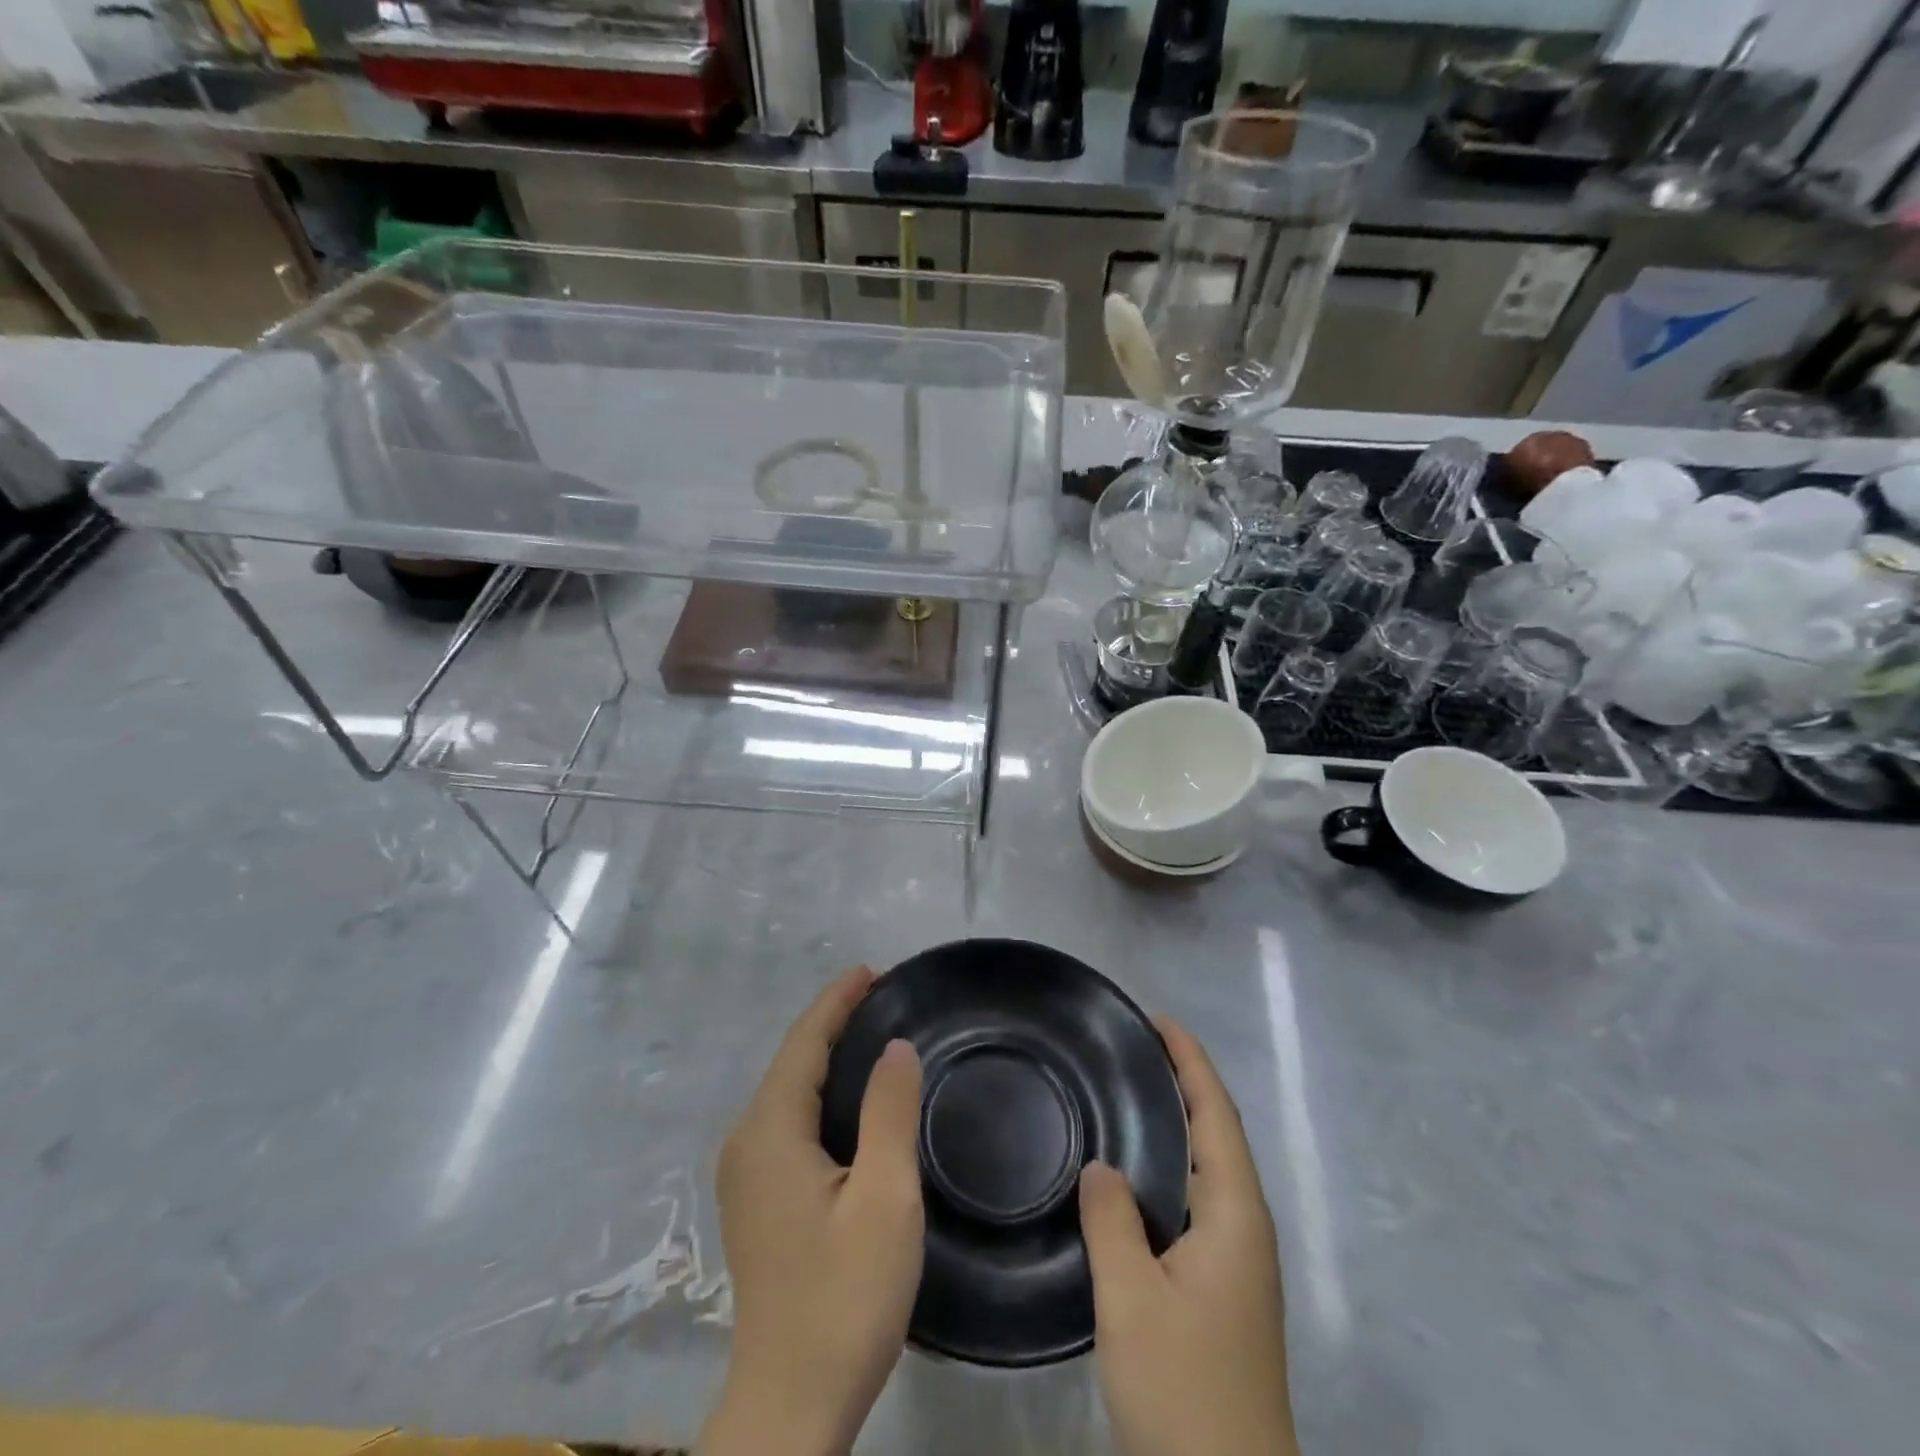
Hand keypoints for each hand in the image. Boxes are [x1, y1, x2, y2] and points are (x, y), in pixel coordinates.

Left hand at [702, 967, 924, 1455]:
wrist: (790, 1404)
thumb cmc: (844, 1297)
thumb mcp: (884, 1199)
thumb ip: (888, 1112)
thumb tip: (895, 1047)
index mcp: (770, 1131)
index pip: (803, 1042)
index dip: (836, 1001)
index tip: (873, 971)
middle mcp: (746, 1141)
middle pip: (791, 1060)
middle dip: (834, 1022)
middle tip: (886, 998)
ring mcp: (745, 1173)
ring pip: (789, 1091)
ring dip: (827, 1057)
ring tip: (874, 1034)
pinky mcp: (756, 1199)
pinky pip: (788, 1119)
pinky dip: (820, 1092)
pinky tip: (851, 1100)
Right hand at [1078, 1018, 1296, 1455]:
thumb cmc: (1185, 1392)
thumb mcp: (1133, 1302)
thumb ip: (1112, 1223)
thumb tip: (1102, 1166)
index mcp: (1235, 1215)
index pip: (1216, 1114)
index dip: (1190, 1061)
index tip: (1156, 1020)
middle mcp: (1245, 1227)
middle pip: (1218, 1133)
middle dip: (1184, 1082)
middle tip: (1131, 1048)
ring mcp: (1237, 1261)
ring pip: (1208, 1168)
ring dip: (1177, 1123)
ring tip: (1128, 1093)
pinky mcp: (1222, 1288)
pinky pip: (1196, 1200)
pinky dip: (1169, 1166)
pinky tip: (1133, 1176)